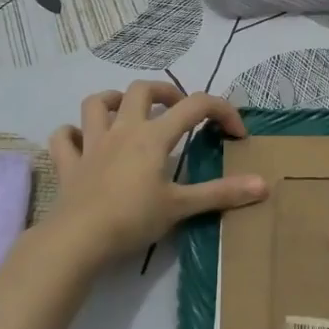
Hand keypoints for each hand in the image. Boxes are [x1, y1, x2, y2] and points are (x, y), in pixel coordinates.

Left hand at [42, 81, 266, 274]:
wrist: (78, 239)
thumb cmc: (133, 219)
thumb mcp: (181, 207)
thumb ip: (221, 194)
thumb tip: (264, 185)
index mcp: (153, 137)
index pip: (196, 106)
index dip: (222, 111)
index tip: (236, 133)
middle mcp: (122, 130)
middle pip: (141, 90)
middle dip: (163, 92)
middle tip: (177, 110)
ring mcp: (91, 144)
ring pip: (96, 103)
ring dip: (113, 100)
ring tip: (126, 111)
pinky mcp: (68, 163)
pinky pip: (63, 138)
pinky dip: (72, 134)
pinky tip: (82, 142)